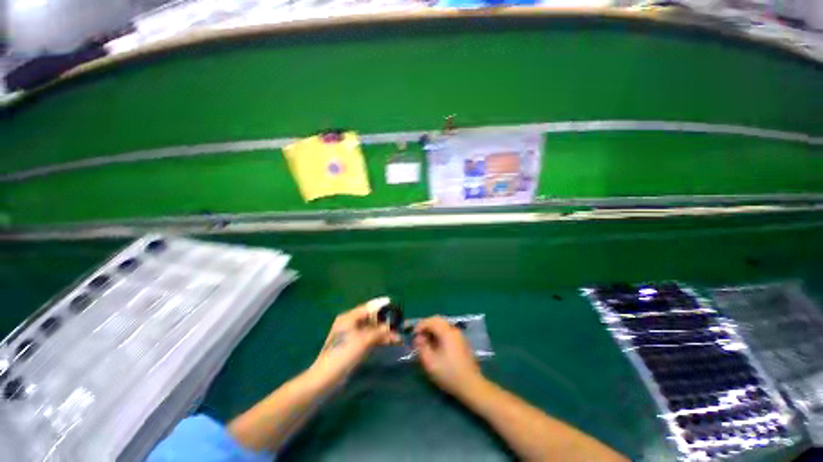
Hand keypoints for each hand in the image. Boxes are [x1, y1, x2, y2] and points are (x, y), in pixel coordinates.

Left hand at [309, 302, 400, 385]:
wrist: (326, 378)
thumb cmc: (344, 353)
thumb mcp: (364, 340)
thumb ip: (379, 331)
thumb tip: (391, 325)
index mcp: (349, 317)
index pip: (369, 307)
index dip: (382, 306)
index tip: (394, 306)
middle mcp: (350, 323)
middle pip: (371, 318)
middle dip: (385, 321)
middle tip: (399, 324)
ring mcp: (351, 335)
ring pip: (372, 329)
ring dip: (384, 332)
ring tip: (398, 336)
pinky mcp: (353, 345)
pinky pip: (369, 338)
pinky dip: (379, 339)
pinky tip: (389, 342)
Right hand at [414, 316, 483, 396]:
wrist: (471, 385)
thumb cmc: (449, 374)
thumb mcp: (430, 363)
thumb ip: (422, 347)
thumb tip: (418, 337)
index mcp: (447, 333)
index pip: (431, 321)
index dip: (420, 325)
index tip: (413, 335)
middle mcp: (454, 330)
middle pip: (438, 320)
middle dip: (426, 325)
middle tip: (418, 336)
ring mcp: (459, 335)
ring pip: (443, 325)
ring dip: (433, 329)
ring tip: (425, 341)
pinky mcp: (461, 341)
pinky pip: (447, 331)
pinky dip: (439, 333)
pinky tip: (435, 345)